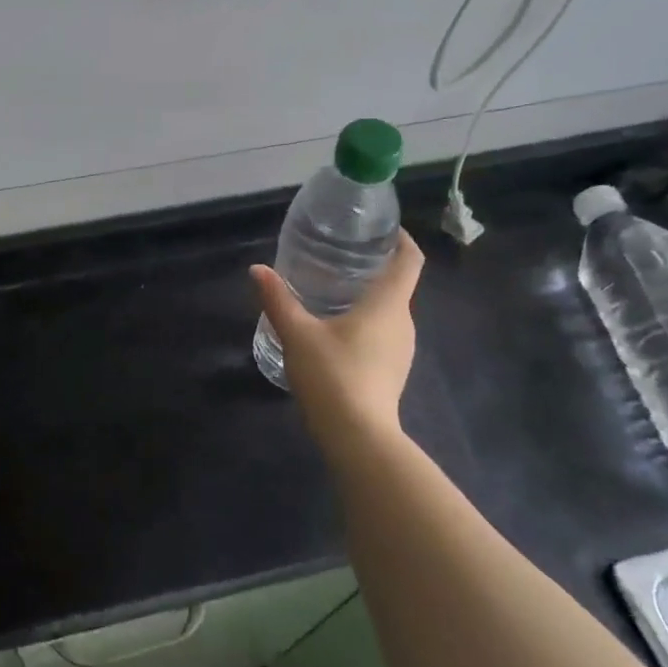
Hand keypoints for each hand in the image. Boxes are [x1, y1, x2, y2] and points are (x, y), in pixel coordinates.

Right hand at [251, 231, 424, 443]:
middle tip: (341, 258)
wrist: (358, 437)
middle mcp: (403, 322)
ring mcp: (402, 350)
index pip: (410, 261)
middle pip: (398, 286)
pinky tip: (337, 331)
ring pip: (390, 313)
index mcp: (388, 304)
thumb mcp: (298, 334)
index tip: (384, 229)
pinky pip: (384, 335)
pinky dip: (367, 323)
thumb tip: (257, 269)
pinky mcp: (393, 371)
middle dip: (375, 269)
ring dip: (369, 299)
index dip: (402, 240)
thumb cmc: (333, 375)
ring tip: (334, 291)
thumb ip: (278, 300)